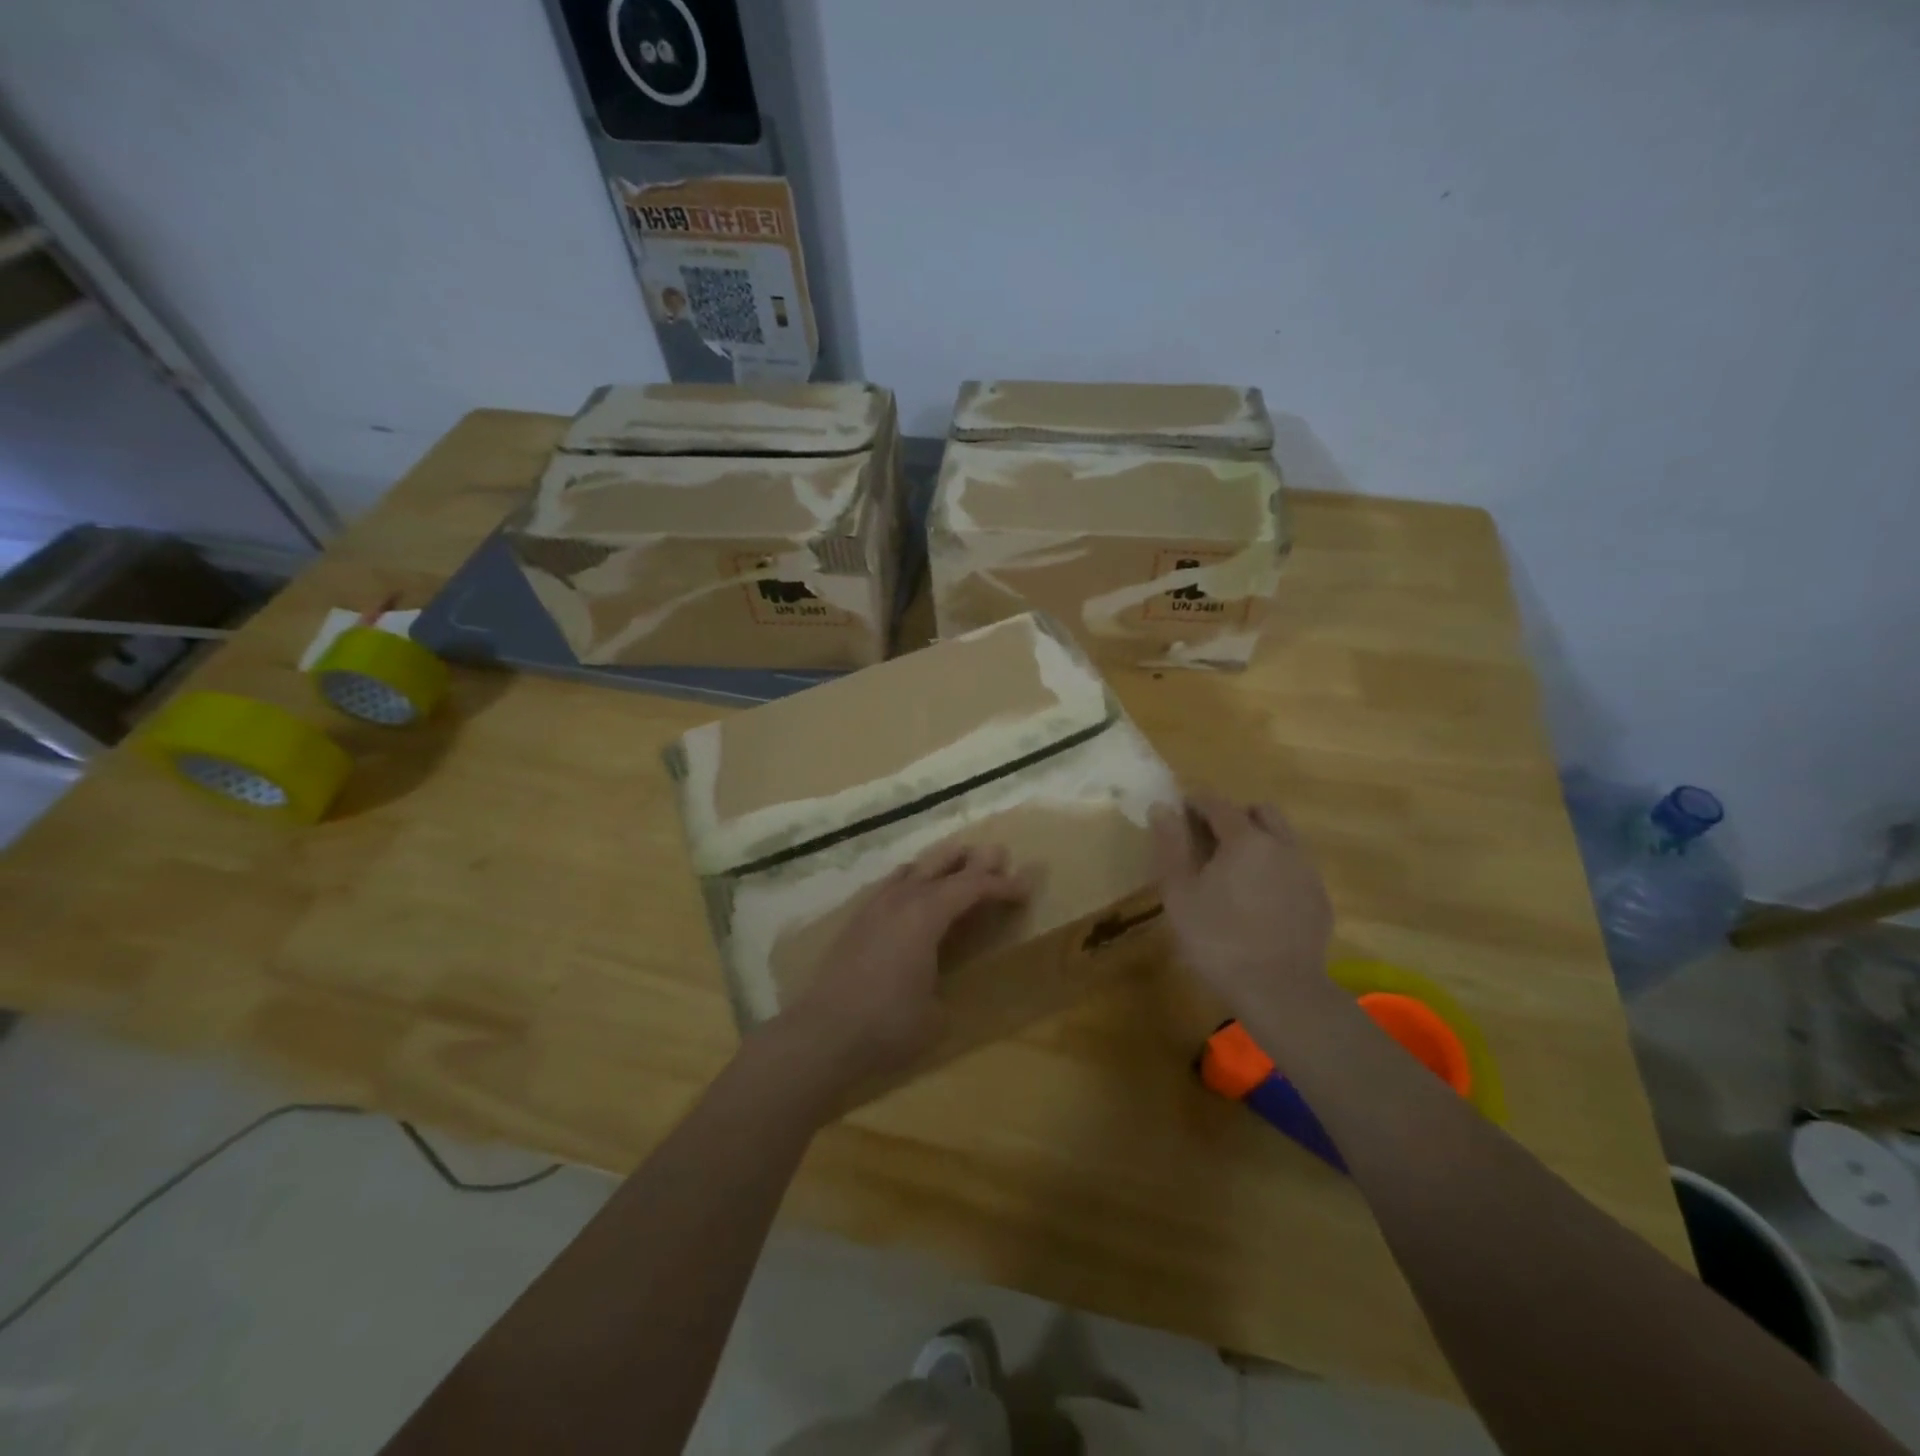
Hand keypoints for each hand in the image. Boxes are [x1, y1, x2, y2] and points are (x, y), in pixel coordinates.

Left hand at [768, 842, 1027, 1097]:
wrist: (821, 1033)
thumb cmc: (886, 1025)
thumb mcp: (935, 1016)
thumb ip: (946, 992)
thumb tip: (943, 990)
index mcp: (926, 916)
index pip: (972, 887)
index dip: (1002, 885)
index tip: (1026, 886)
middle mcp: (901, 900)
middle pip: (942, 865)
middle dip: (973, 860)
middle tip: (999, 854)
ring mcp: (875, 907)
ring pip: (914, 869)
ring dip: (940, 862)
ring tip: (958, 861)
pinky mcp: (857, 921)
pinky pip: (892, 884)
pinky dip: (913, 878)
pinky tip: (913, 888)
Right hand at [1149, 793, 1334, 1024]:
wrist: (1280, 990)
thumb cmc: (1218, 939)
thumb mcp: (1179, 893)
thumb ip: (1170, 845)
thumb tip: (1162, 807)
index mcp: (1245, 839)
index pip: (1218, 803)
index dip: (1196, 802)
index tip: (1180, 810)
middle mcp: (1282, 845)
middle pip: (1260, 812)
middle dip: (1234, 815)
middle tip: (1210, 841)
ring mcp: (1306, 871)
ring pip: (1283, 838)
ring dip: (1259, 841)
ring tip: (1235, 872)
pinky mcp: (1319, 899)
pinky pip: (1296, 867)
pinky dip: (1276, 869)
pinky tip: (1260, 900)